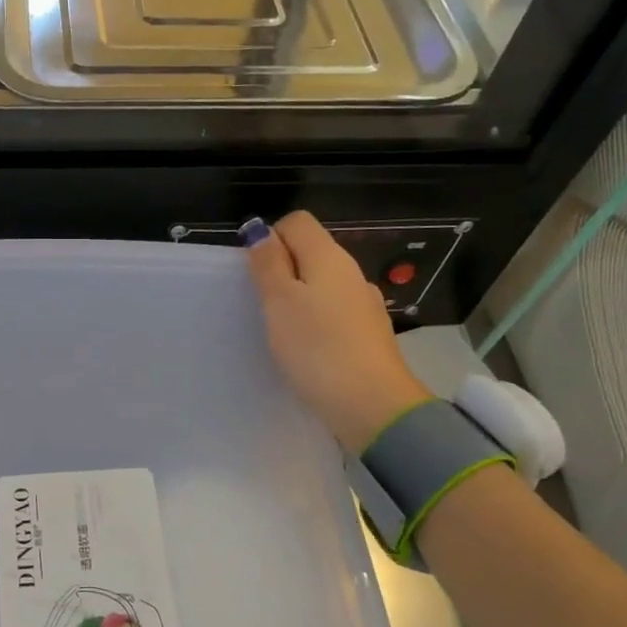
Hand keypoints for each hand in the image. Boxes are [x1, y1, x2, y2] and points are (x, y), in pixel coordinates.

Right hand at [243, 211, 431, 451]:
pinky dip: (317, 321)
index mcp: (329, 257)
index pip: (297, 222)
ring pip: (323, 284)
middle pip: (311, 252)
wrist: (372, 405)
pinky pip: (335, 312)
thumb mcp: (280, 302)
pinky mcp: (369, 334)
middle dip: (282, 269)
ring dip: (299, 297)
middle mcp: (351, 273)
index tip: (254, 273)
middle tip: (261, 304)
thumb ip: (268, 263)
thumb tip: (260, 229)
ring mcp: (364, 304)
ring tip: (281, 330)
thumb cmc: (317, 348)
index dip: (270, 238)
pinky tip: (308, 348)